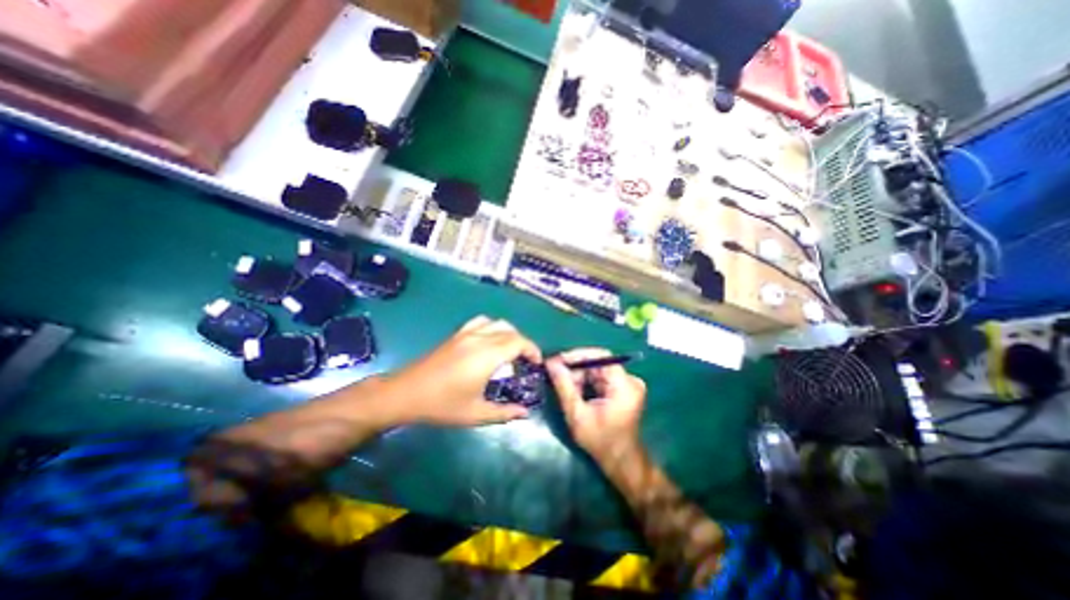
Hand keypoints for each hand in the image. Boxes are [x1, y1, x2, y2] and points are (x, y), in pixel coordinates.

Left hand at [385, 318, 543, 426]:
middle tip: (525, 361)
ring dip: (509, 333)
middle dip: (523, 343)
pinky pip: (481, 322)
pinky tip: (489, 341)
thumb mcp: (475, 414)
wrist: (405, 393)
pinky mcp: (456, 334)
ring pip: (496, 322)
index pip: (518, 342)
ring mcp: (466, 333)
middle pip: (510, 330)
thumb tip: (525, 413)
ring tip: (510, 350)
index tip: (536, 363)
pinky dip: (492, 327)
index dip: (532, 350)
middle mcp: (479, 339)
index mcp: (486, 355)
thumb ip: (504, 412)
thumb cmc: (442, 405)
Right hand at [546, 348, 646, 462]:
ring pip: (597, 370)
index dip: (577, 355)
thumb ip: (564, 386)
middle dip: (576, 368)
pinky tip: (575, 392)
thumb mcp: (577, 414)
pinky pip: (601, 377)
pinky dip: (586, 382)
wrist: (621, 462)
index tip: (558, 360)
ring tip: (564, 387)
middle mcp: (630, 380)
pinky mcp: (623, 389)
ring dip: (579, 376)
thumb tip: (551, 363)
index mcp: (624, 385)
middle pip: (598, 363)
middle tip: (556, 375)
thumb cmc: (600, 441)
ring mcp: (628, 384)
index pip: (600, 356)